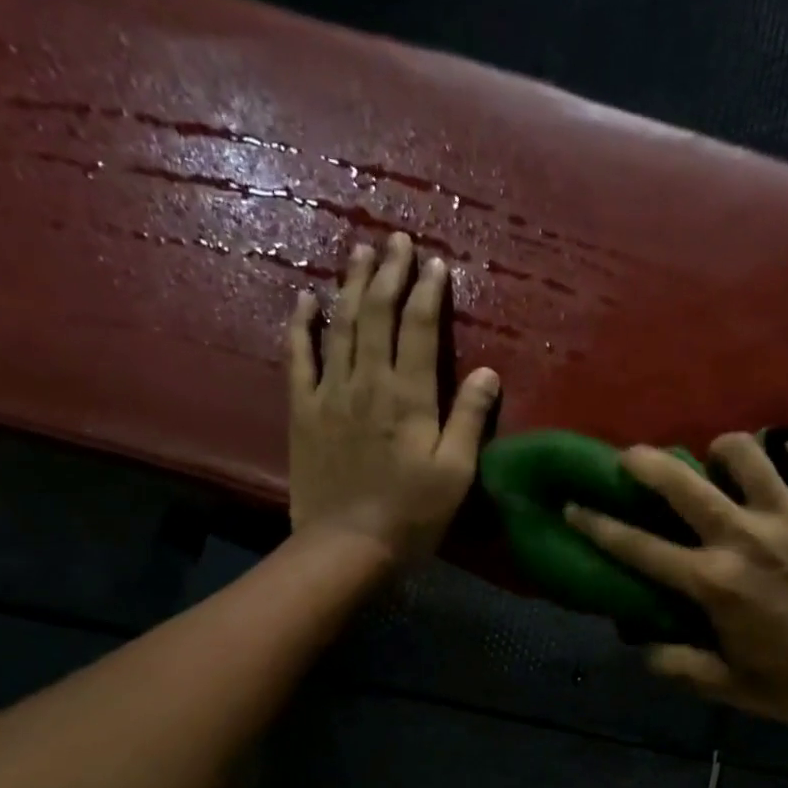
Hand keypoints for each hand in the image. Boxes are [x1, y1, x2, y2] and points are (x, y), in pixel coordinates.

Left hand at [287, 233, 499, 561]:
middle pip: (377, 314)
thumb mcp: (455, 474)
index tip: (435, 263)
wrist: (346, 545)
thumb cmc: (411, 515)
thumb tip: (488, 372)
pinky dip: (301, 325)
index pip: (418, 329)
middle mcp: (367, 382)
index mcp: (408, 397)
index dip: (428, 292)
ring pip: (340, 325)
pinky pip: (298, 357)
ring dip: (350, 285)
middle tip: (396, 241)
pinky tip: (304, 299)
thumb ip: (468, 419)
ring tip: (358, 252)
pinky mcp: (303, 410)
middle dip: (388, 273)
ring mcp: (329, 393)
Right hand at [565, 433, 787, 733]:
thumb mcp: (728, 687)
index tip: (574, 506)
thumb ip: (679, 665)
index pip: (639, 548)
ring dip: (724, 451)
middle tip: (634, 458)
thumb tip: (643, 648)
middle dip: (647, 463)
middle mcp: (745, 538)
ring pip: (745, 453)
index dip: (599, 525)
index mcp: (714, 584)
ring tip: (721, 462)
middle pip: (682, 483)